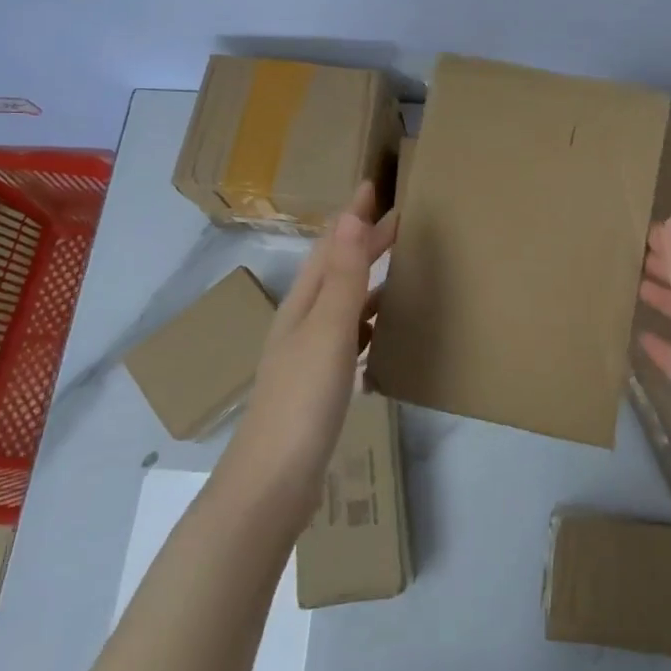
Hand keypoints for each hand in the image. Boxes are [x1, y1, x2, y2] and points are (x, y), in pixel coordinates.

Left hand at [220, 182, 396, 519]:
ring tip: (394, 267)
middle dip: (361, 243)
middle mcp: (301, 323)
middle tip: (398, 221)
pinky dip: (365, 321)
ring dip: (364, 279)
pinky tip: (379, 332)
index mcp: (302, 305)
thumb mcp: (328, 330)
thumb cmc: (302, 400)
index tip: (372, 186)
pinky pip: (347, 337)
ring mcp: (307, 357)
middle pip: (334, 271)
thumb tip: (351, 215)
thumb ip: (342, 276)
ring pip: (341, 303)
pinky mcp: (317, 387)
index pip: (329, 247)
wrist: (272, 484)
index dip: (351, 217)